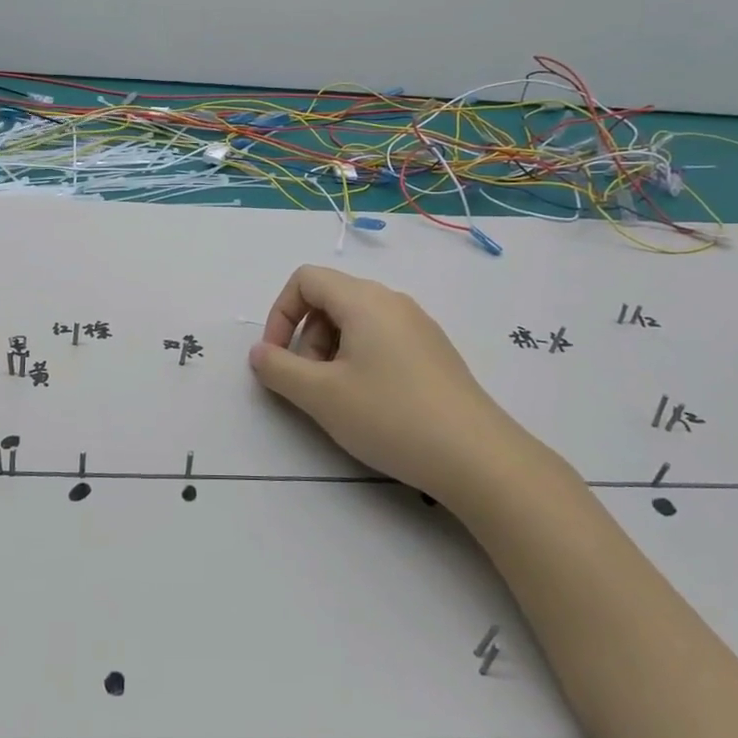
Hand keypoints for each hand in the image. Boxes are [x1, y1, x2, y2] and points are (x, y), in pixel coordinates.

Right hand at [248, 265, 526, 501]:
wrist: (477, 457)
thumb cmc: (390, 416)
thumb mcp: (321, 395)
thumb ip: (279, 369)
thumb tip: (260, 352)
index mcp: (364, 300)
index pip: (306, 279)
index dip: (280, 313)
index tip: (277, 357)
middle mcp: (393, 302)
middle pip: (330, 299)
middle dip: (305, 337)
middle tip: (308, 384)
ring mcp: (418, 326)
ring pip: (356, 322)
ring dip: (330, 351)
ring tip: (337, 398)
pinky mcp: (434, 352)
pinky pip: (382, 339)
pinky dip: (359, 360)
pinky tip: (370, 402)